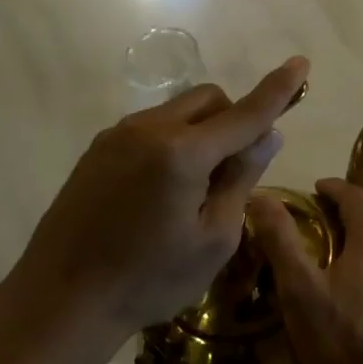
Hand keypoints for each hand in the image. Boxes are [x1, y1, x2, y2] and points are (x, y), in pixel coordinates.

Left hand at [3, 57, 309, 344]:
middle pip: (209, 99)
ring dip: (202, 131)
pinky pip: (150, 128)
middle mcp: (149, 129)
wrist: (61, 300)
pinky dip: (173, 142)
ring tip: (194, 188)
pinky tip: (160, 191)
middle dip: (234, 119)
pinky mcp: (97, 150)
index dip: (277, 89)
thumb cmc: (149, 279)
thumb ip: (242, 178)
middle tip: (235, 169)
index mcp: (183, 152)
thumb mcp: (214, 239)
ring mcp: (117, 135)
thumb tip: (268, 135)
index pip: (245, 113)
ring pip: (178, 111)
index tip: (301, 63)